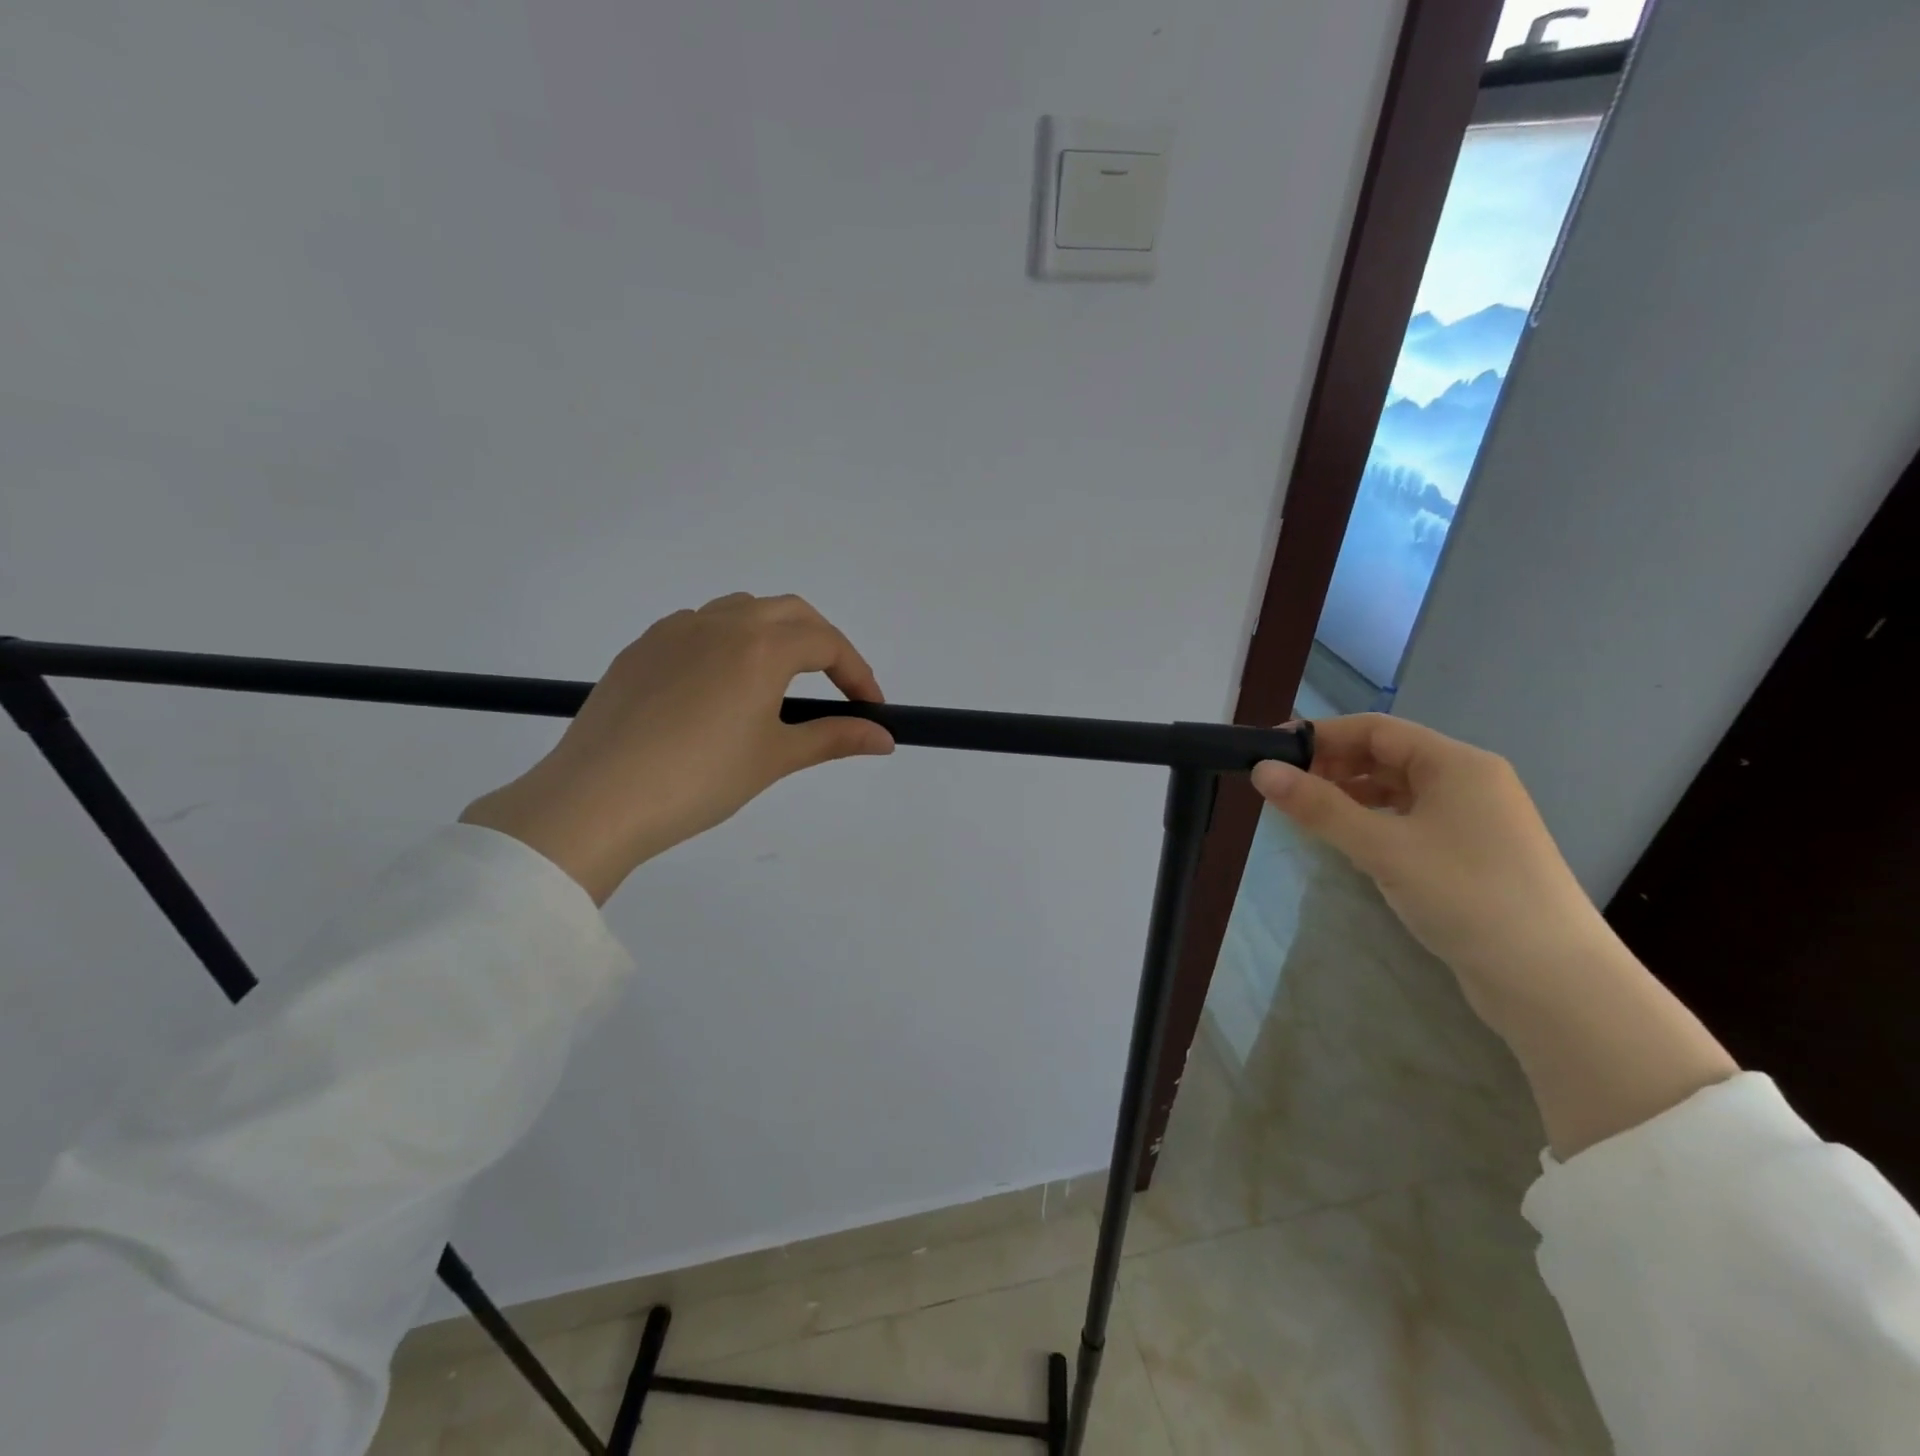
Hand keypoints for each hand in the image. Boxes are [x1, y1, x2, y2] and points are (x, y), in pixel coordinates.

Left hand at [461, 594, 893, 902]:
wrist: (597, 798)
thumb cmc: (700, 779)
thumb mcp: (775, 758)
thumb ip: (834, 738)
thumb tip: (884, 738)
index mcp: (759, 646)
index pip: (826, 644)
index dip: (857, 673)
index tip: (870, 709)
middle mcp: (719, 623)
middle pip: (789, 612)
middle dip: (822, 643)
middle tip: (835, 686)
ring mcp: (674, 631)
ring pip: (741, 611)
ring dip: (774, 634)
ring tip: (779, 682)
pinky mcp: (642, 649)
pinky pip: (699, 628)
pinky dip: (729, 642)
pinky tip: (720, 687)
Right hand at [1255, 714, 1735, 1156]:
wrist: (1553, 982)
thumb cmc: (1466, 896)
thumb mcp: (1382, 847)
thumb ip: (1319, 807)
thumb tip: (1262, 770)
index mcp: (1457, 764)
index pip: (1376, 729)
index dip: (1322, 735)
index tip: (1272, 753)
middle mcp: (1469, 782)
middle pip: (1387, 756)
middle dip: (1333, 765)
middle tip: (1283, 788)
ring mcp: (1474, 820)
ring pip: (1398, 790)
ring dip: (1351, 794)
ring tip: (1308, 814)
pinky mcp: (1472, 855)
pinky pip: (1411, 820)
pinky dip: (1374, 821)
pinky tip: (1351, 841)